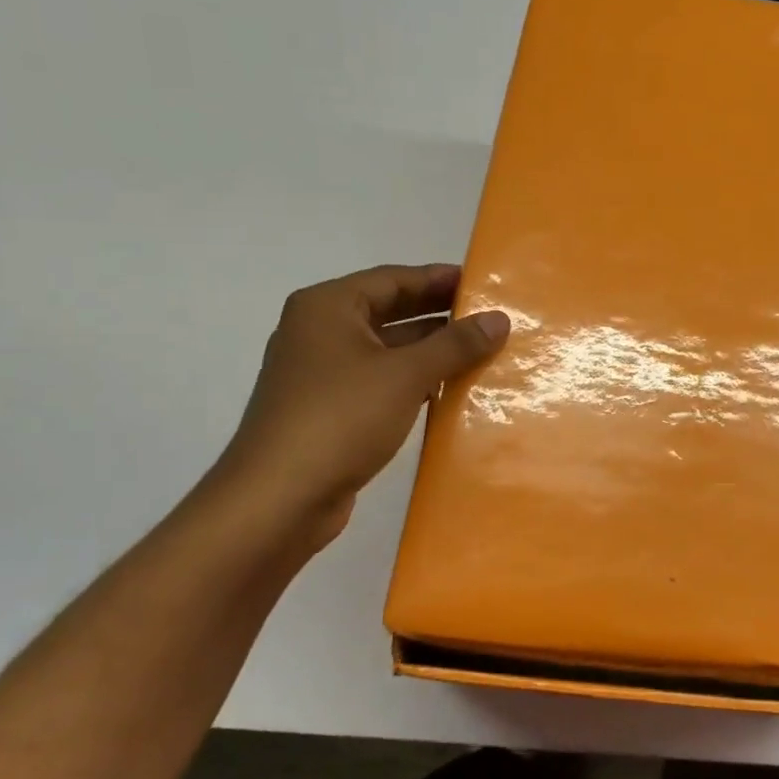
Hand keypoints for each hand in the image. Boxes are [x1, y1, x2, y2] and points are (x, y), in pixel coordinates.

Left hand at [212, 264, 509, 548]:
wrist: (278, 499)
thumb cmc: (341, 418)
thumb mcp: (406, 374)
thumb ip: (455, 344)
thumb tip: (499, 319)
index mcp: (327, 307)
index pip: (393, 278)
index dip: (439, 279)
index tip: (481, 284)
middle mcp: (319, 331)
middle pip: (388, 311)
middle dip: (438, 314)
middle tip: (487, 318)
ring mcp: (320, 373)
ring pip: (385, 349)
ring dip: (429, 350)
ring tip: (480, 352)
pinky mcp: (327, 410)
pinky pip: (379, 381)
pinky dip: (412, 380)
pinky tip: (448, 390)